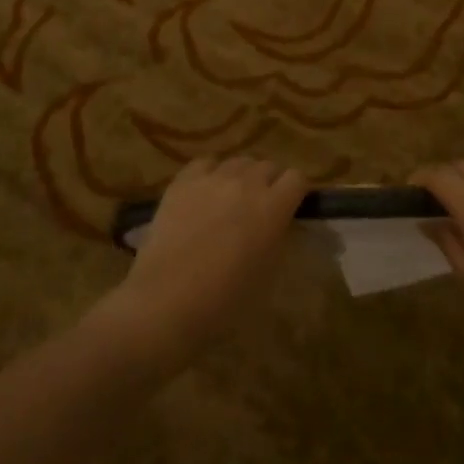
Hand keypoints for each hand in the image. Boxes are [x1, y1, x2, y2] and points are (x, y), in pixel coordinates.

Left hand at [100, 156, 308, 369]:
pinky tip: (204, 193)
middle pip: (267, 166)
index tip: (290, 206)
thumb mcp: (267, 274)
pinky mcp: (183, 181)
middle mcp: (246, 183)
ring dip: (241, 177)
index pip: (297, 178)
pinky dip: (210, 173)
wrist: (166, 301)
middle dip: (269, 182)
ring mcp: (213, 178)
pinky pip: (205, 163)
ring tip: (230, 199)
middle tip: (259, 207)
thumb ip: (277, 238)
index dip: (295, 191)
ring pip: (237, 162)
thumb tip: (278, 223)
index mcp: (273, 207)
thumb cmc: (224, 301)